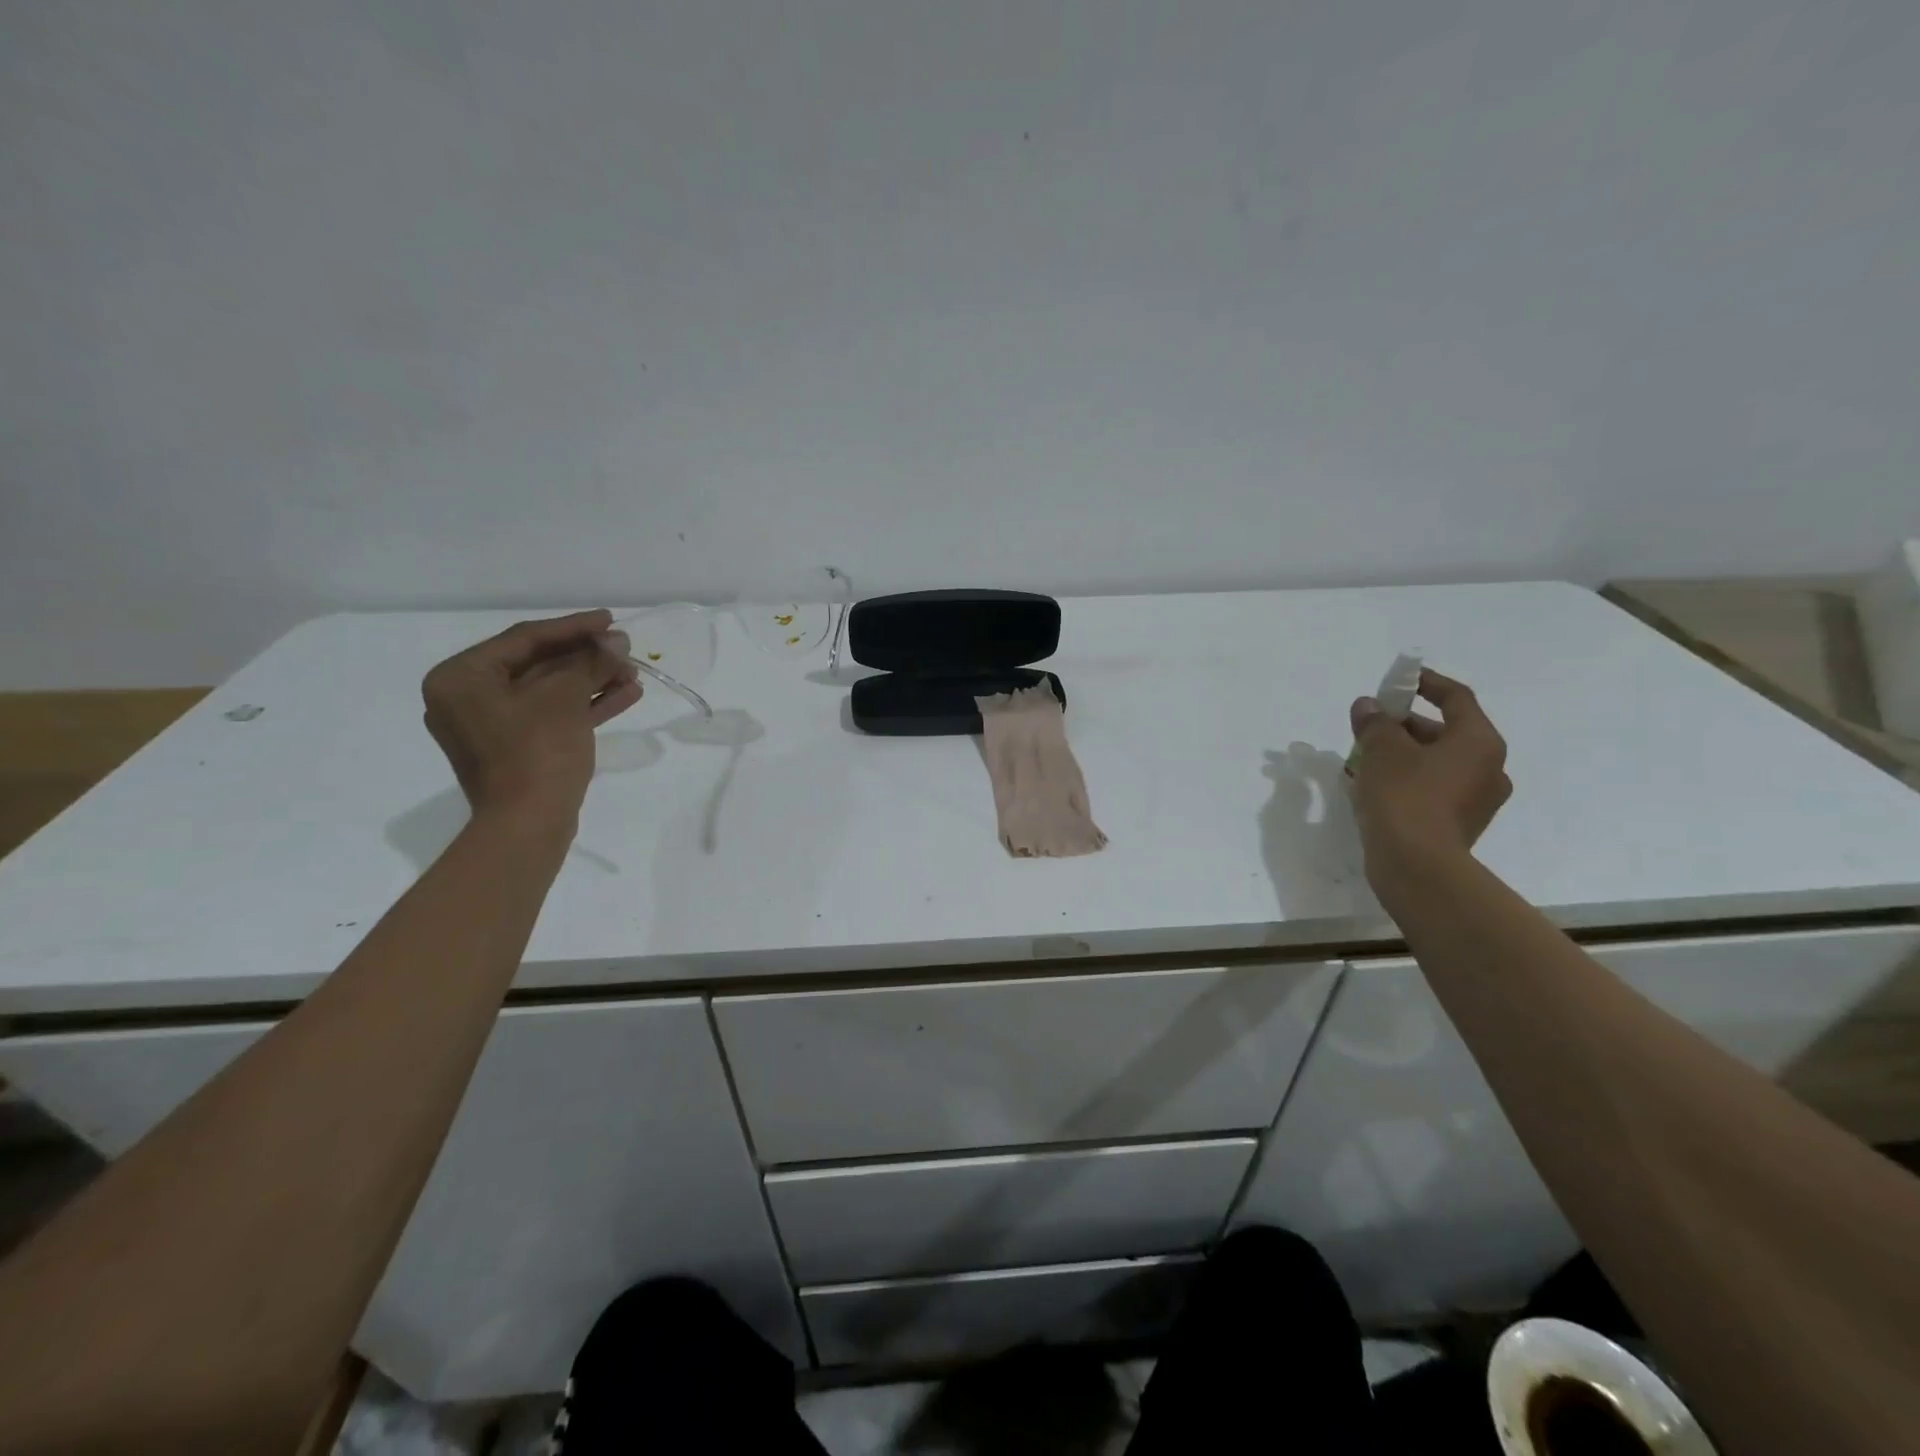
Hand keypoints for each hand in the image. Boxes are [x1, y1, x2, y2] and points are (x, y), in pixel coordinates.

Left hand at [421, 610, 642, 827]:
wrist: (528, 824)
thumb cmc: (536, 752)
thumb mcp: (564, 698)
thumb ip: (589, 661)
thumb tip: (616, 641)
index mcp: (461, 677)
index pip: (524, 639)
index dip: (573, 627)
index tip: (610, 620)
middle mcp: (468, 698)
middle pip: (538, 665)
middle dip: (587, 658)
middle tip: (626, 649)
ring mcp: (492, 726)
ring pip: (549, 692)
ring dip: (593, 681)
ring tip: (634, 674)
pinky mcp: (516, 749)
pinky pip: (551, 716)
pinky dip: (585, 706)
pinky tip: (626, 696)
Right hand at [1348, 668, 1510, 881]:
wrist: (1417, 866)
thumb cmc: (1405, 796)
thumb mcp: (1382, 750)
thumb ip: (1375, 722)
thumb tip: (1368, 707)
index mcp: (1479, 742)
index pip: (1456, 698)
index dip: (1426, 683)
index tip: (1399, 680)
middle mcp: (1489, 767)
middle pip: (1446, 731)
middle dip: (1405, 724)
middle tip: (1370, 725)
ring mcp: (1478, 800)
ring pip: (1438, 762)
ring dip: (1404, 754)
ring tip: (1364, 757)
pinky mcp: (1460, 825)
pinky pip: (1434, 789)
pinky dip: (1409, 780)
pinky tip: (1376, 787)